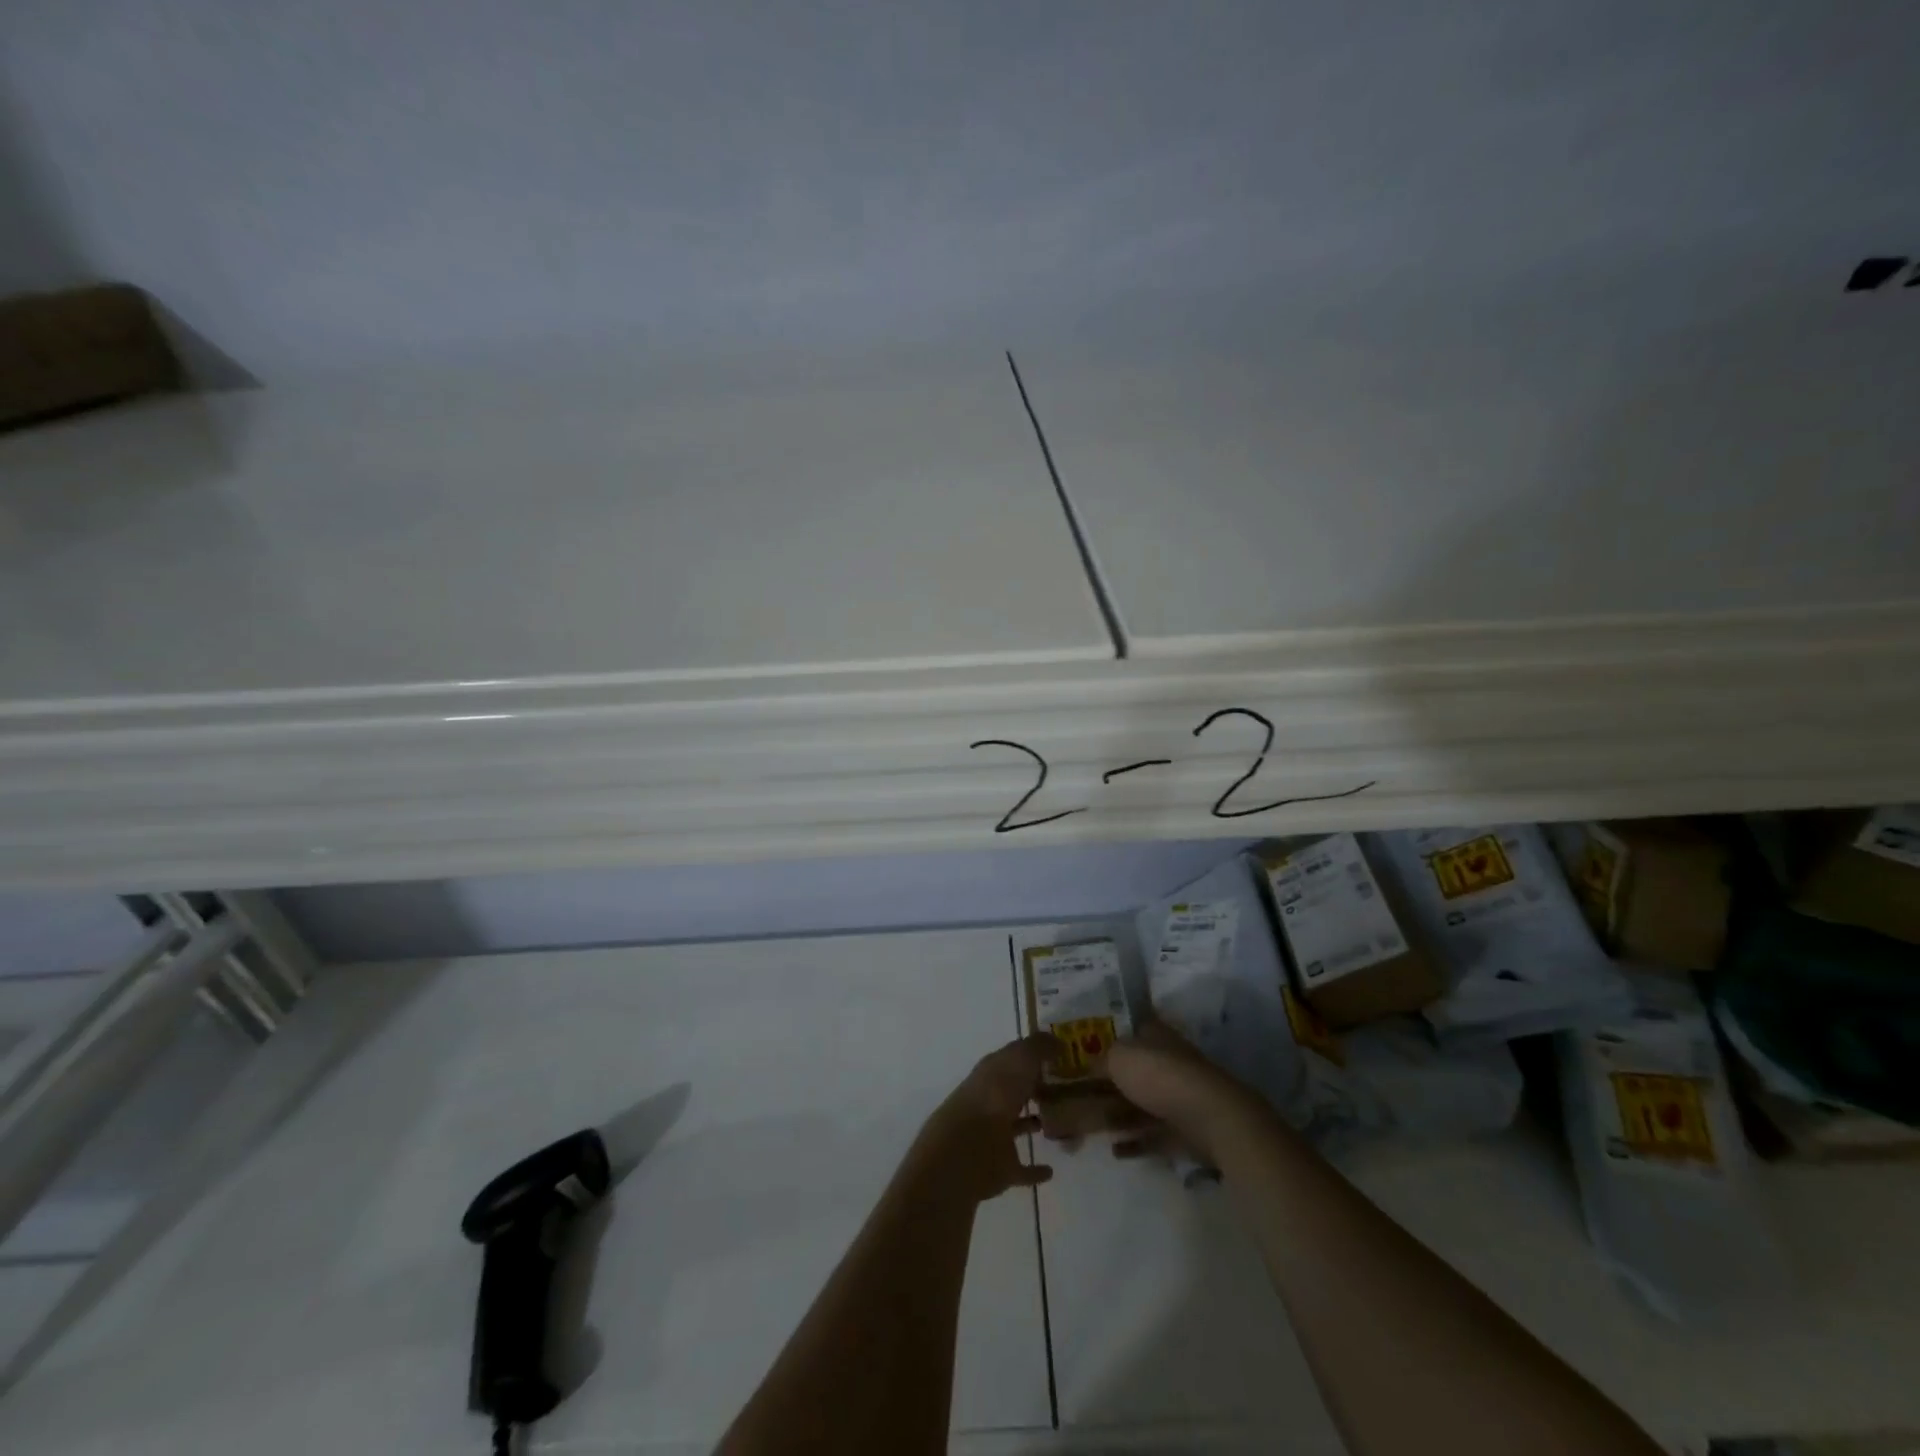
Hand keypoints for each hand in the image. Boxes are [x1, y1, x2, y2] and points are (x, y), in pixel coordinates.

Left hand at [908, 1034, 1056, 1203]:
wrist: (967, 1149)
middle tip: (1068, 1088)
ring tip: (1062, 1122)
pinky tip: (1051, 1170)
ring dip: (1034, 1123)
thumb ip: (1039, 1047)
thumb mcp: (1020, 1059)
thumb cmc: (995, 1095)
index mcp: (992, 1073)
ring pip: (1017, 1126)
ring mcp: (994, 1136)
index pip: (1014, 1059)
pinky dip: (1035, 1170)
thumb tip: (1057, 1042)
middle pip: (1016, 1091)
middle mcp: (992, 1101)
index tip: (1062, 1057)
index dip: (1035, 1056)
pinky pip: (1022, 1169)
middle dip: (1036, 1088)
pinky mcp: (1001, 1168)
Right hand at [1041, 1021, 1266, 1165]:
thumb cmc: (1160, 1076)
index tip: (1080, 1055)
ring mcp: (1177, 1097)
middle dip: (1105, 1085)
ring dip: (1116, 1116)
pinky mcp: (1184, 1130)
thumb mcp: (1119, 1057)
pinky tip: (1114, 1150)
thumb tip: (1089, 1066)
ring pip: (1139, 1105)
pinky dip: (1134, 1142)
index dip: (1105, 1041)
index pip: (1128, 1031)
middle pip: (1131, 1072)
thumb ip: (1100, 1060)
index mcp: (1155, 1035)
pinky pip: (1152, 1135)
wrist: (1210, 1118)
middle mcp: (1167, 1062)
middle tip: (1076, 1098)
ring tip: (1089, 1128)